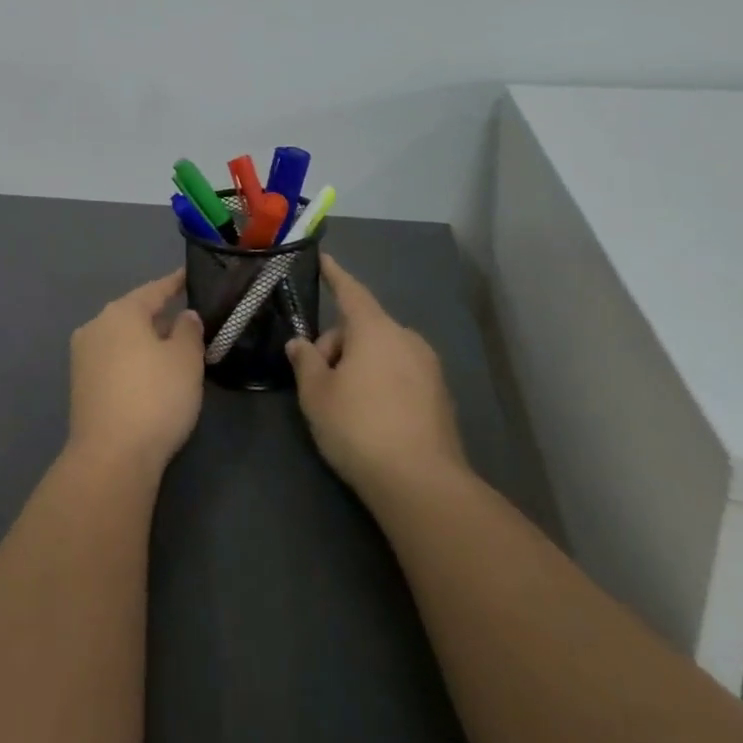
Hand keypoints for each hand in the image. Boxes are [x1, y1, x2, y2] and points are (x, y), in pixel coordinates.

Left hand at [65, 269, 204, 476]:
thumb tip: (184, 316)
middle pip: (134, 313)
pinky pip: (113, 360)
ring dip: (145, 340)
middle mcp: (96, 326)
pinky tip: (149, 374)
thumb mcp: (185, 361)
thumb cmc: (154, 398)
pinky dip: (132, 360)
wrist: (110, 457)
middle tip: (187, 318)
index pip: (154, 290)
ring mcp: (83, 356)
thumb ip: (188, 331)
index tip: (190, 275)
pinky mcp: (80, 385)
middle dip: (160, 315)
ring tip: (172, 347)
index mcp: (121, 312)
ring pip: (122, 338)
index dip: (175, 283)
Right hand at [285, 255, 467, 500]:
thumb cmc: (359, 427)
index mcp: (375, 329)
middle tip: (317, 381)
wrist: (422, 485)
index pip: (350, 291)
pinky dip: (381, 383)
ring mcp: (429, 368)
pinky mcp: (440, 398)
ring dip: (359, 365)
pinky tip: (371, 418)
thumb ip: (306, 362)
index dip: (334, 275)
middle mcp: (406, 339)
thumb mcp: (316, 394)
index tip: (324, 257)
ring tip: (343, 403)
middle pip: (363, 328)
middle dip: (337, 345)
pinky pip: (400, 375)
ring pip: (382, 352)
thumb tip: (301, 344)